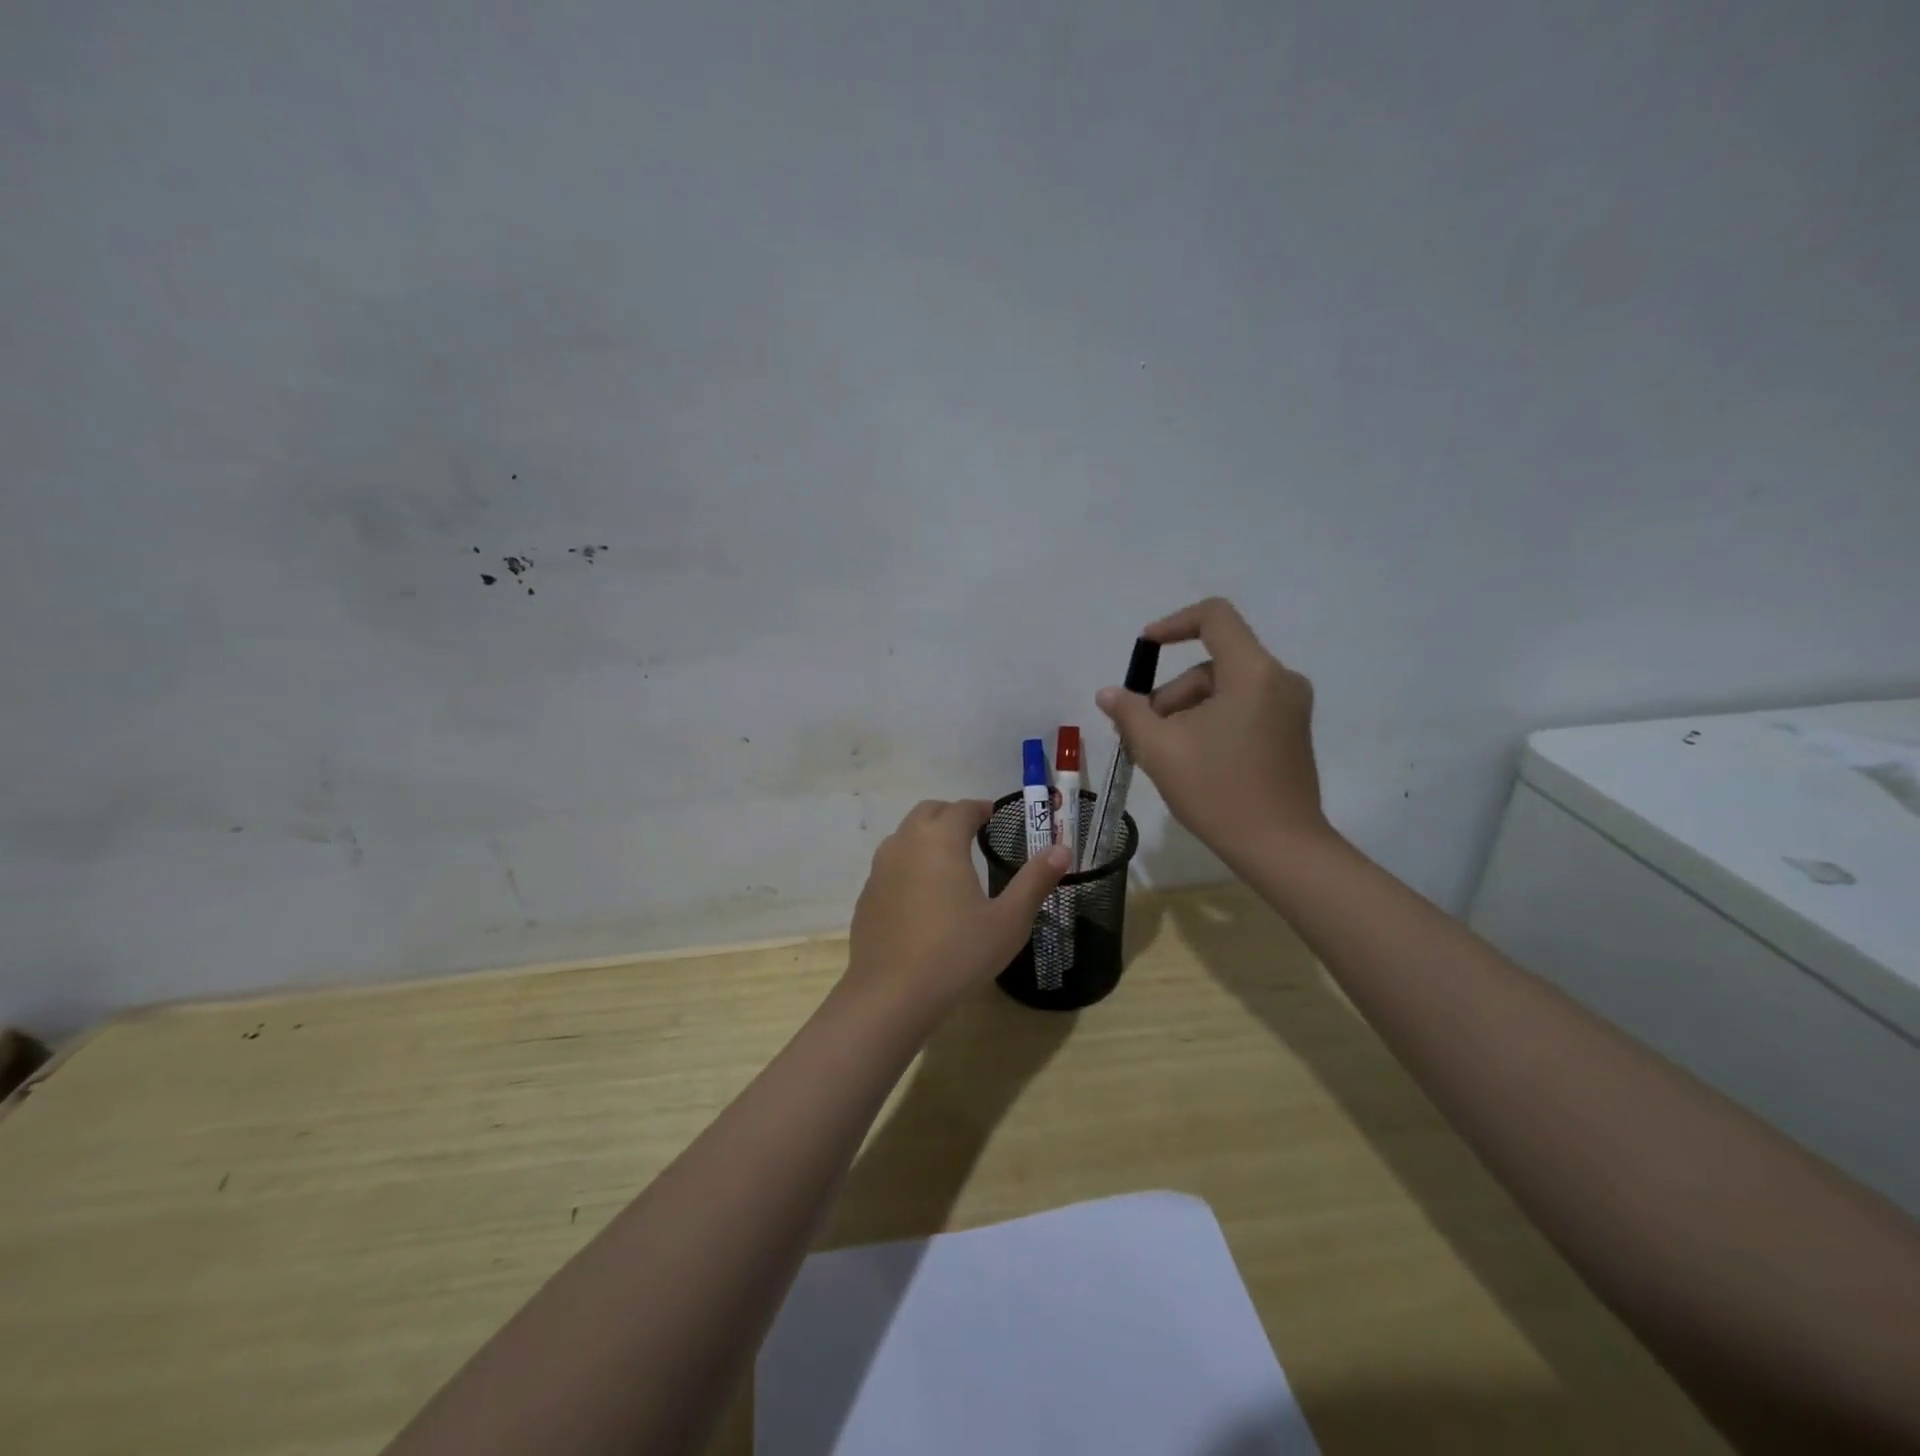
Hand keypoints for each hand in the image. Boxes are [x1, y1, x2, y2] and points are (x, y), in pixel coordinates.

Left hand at [845, 799, 1070, 1020]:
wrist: (890, 994)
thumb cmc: (957, 953)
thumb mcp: (1008, 921)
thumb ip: (1035, 881)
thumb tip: (1061, 850)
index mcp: (940, 840)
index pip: (962, 808)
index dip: (980, 808)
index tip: (994, 815)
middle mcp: (905, 843)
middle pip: (928, 812)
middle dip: (951, 815)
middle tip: (973, 832)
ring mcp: (880, 868)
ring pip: (905, 836)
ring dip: (926, 837)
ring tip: (949, 861)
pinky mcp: (867, 895)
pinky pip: (891, 865)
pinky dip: (909, 864)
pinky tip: (922, 896)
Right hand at [1096, 598, 1331, 867]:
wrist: (1281, 848)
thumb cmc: (1218, 791)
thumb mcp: (1160, 750)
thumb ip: (1130, 713)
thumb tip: (1108, 693)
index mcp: (1252, 672)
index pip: (1214, 617)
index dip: (1174, 624)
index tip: (1145, 647)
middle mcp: (1279, 679)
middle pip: (1212, 664)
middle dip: (1173, 693)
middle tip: (1144, 734)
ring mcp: (1291, 707)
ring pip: (1225, 689)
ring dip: (1189, 711)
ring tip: (1165, 754)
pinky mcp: (1292, 732)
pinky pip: (1243, 708)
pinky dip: (1212, 721)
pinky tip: (1193, 760)